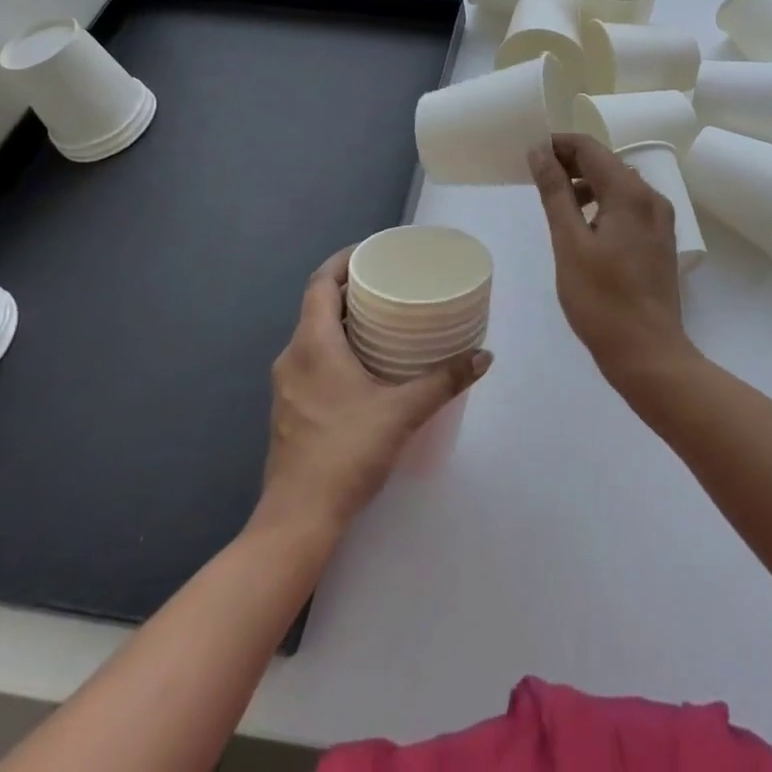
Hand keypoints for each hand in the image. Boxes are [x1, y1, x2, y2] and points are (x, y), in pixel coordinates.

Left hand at [258, 247, 490, 536]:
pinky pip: (312, 360)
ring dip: (343, 321)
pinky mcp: (289, 409)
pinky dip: (336, 348)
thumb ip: (444, 381)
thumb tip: (484, 356)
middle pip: (318, 306)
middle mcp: (293, 356)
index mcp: (313, 343)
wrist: (297, 519)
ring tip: (383, 320)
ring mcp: (287, 385)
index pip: (320, 283)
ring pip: (314, 335)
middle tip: (389, 284)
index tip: (372, 252)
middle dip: (351, 289)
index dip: (343, 260)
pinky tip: (364, 365)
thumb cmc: (346, 452)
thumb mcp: (403, 412)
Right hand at [528, 134, 696, 388]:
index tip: (529, 154)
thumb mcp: (569, 243)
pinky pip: (628, 206)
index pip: (590, 148)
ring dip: (586, 183)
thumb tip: (540, 152)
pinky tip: (583, 225)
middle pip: (606, 162)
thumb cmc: (602, 300)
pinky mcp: (659, 239)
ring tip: (555, 201)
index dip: (558, 144)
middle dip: (570, 162)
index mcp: (630, 193)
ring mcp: (660, 219)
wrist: (649, 354)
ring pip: (618, 184)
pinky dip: (603, 203)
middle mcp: (651, 197)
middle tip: (536, 177)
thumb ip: (555, 193)